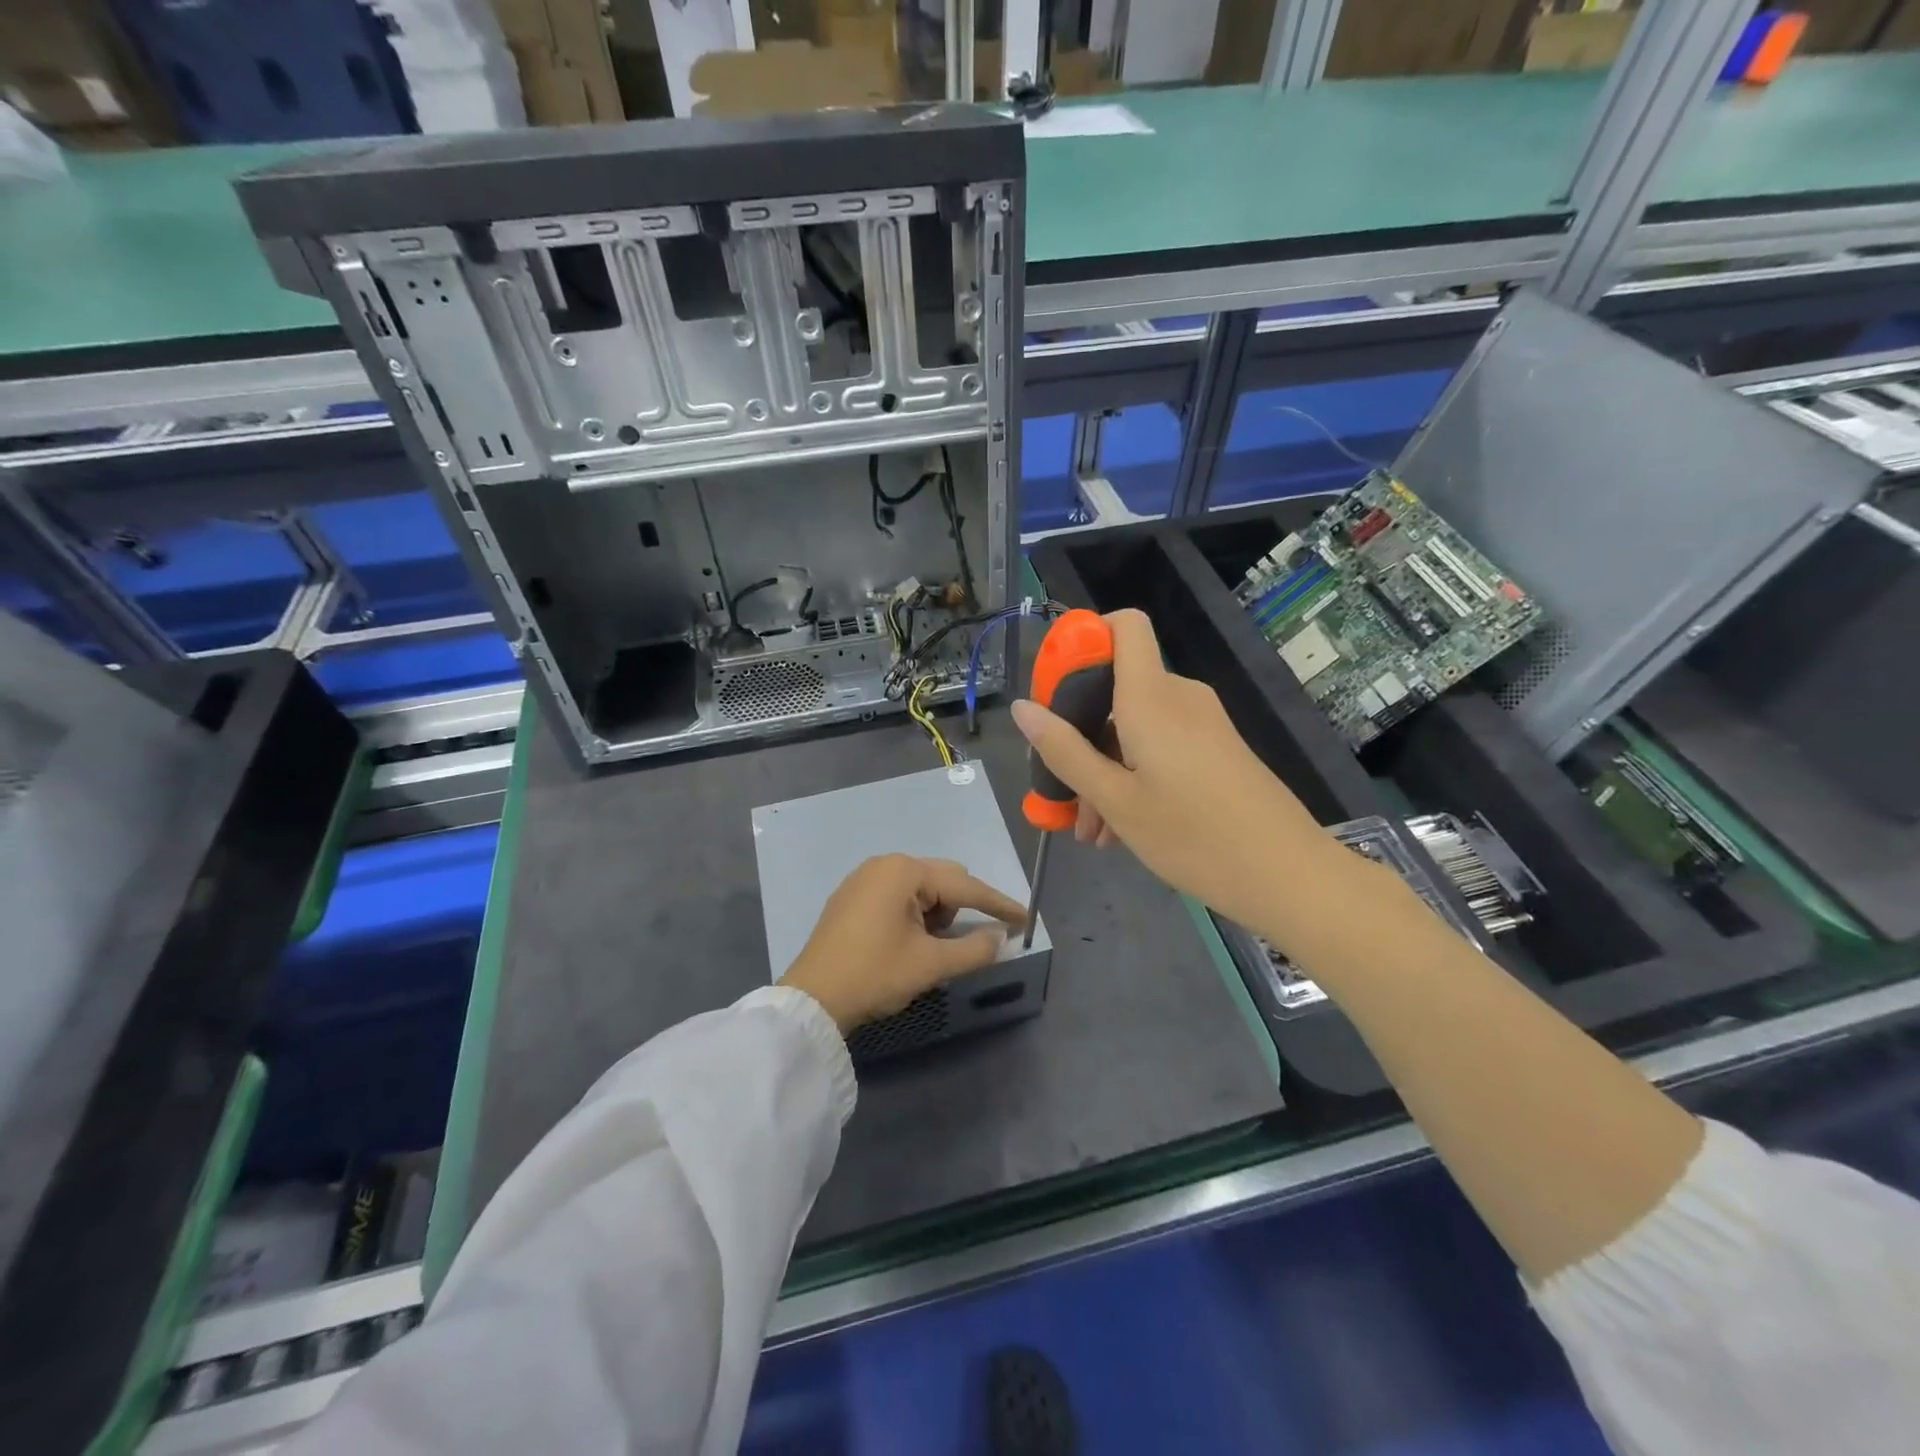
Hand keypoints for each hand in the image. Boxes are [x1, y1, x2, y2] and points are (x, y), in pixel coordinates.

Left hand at [779, 855, 1027, 1033]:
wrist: (811, 999)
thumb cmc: (874, 974)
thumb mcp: (930, 964)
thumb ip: (973, 948)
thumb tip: (1000, 937)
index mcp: (904, 871)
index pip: (964, 886)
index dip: (997, 904)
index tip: (1025, 919)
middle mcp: (884, 865)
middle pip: (943, 880)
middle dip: (963, 908)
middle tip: (977, 939)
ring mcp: (864, 879)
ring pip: (920, 889)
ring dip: (937, 914)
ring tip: (933, 948)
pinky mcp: (852, 898)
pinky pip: (898, 897)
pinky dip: (915, 915)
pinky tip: (911, 941)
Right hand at [1010, 609, 1342, 938]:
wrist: (1287, 874)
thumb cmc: (1192, 835)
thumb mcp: (1116, 800)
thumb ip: (1065, 752)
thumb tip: (1022, 708)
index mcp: (1150, 697)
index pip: (1124, 626)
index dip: (1086, 639)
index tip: (1056, 688)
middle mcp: (1178, 697)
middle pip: (1116, 689)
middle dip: (1081, 737)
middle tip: (1065, 795)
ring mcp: (1202, 723)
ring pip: (1135, 726)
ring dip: (1105, 769)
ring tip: (1093, 832)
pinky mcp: (1216, 747)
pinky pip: (1161, 744)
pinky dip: (1135, 774)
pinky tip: (1123, 828)